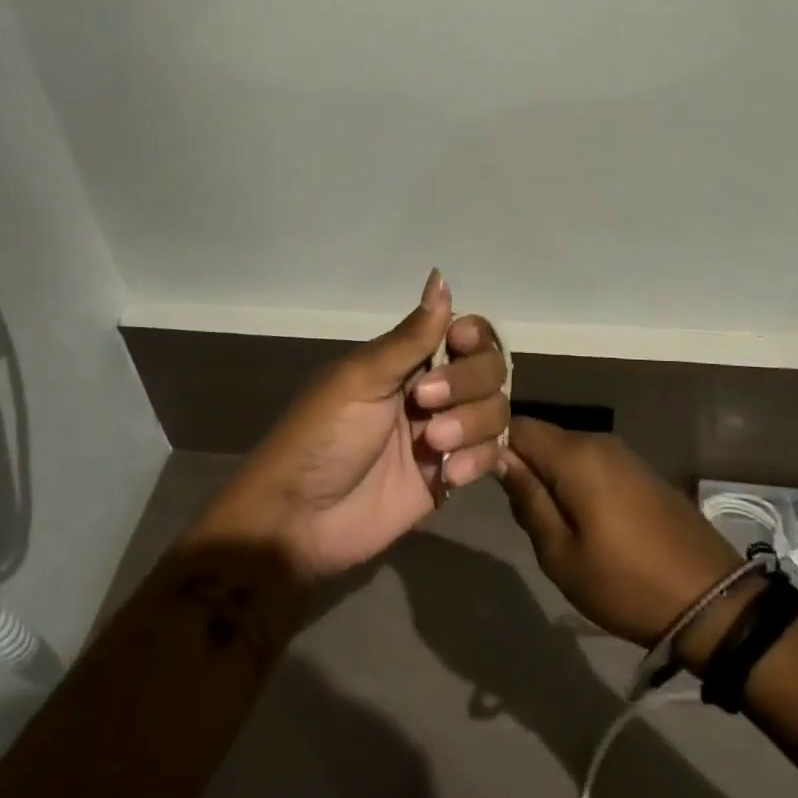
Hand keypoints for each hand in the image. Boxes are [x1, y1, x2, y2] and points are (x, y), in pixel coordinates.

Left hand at [198, 271, 510, 581]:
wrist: (301, 519)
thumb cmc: (321, 437)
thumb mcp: (361, 379)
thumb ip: (410, 337)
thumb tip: (441, 277)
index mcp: (405, 360)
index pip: (465, 333)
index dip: (473, 338)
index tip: (458, 345)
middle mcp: (431, 391)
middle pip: (489, 370)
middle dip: (468, 384)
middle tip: (425, 404)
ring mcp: (443, 435)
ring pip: (495, 411)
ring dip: (472, 425)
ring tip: (433, 446)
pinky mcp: (450, 476)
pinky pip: (490, 456)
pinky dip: (477, 461)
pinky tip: (446, 476)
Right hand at [498, 418, 744, 658]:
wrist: (713, 603)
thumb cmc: (625, 582)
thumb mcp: (560, 552)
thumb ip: (527, 499)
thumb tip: (499, 458)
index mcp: (575, 455)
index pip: (516, 425)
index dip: (491, 443)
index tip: (476, 473)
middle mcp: (599, 441)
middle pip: (542, 437)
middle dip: (521, 463)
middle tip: (514, 508)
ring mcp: (624, 455)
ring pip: (567, 451)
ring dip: (549, 475)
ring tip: (544, 519)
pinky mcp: (641, 472)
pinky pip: (592, 463)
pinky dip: (575, 480)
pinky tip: (578, 516)